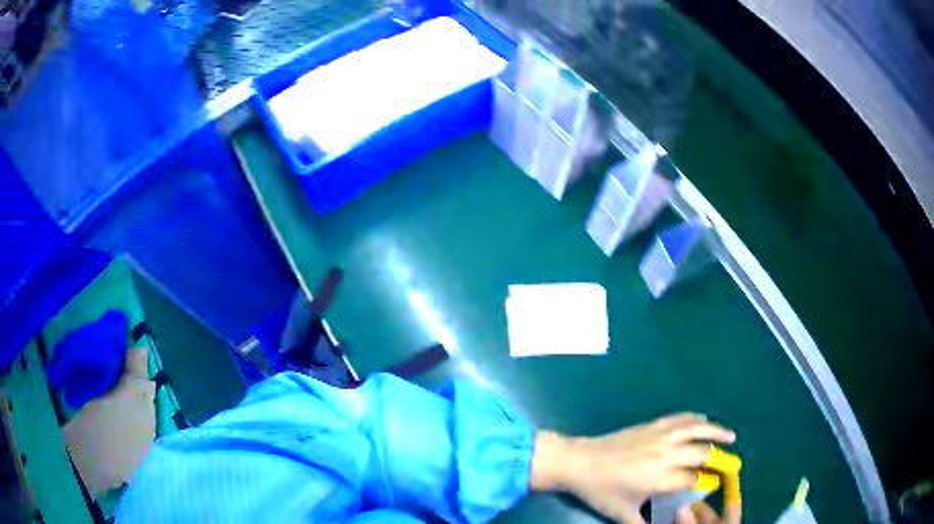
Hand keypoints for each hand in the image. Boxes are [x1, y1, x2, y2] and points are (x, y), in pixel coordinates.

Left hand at [531, 413, 735, 523]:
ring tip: (731, 436)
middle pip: (702, 453)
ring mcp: (660, 436)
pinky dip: (695, 418)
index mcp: (661, 477)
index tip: (716, 485)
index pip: (694, 479)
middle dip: (718, 458)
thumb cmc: (601, 491)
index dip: (707, 482)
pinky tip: (703, 419)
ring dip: (716, 432)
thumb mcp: (622, 514)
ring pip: (696, 429)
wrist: (579, 462)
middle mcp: (667, 453)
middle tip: (730, 463)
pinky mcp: (651, 425)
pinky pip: (679, 418)